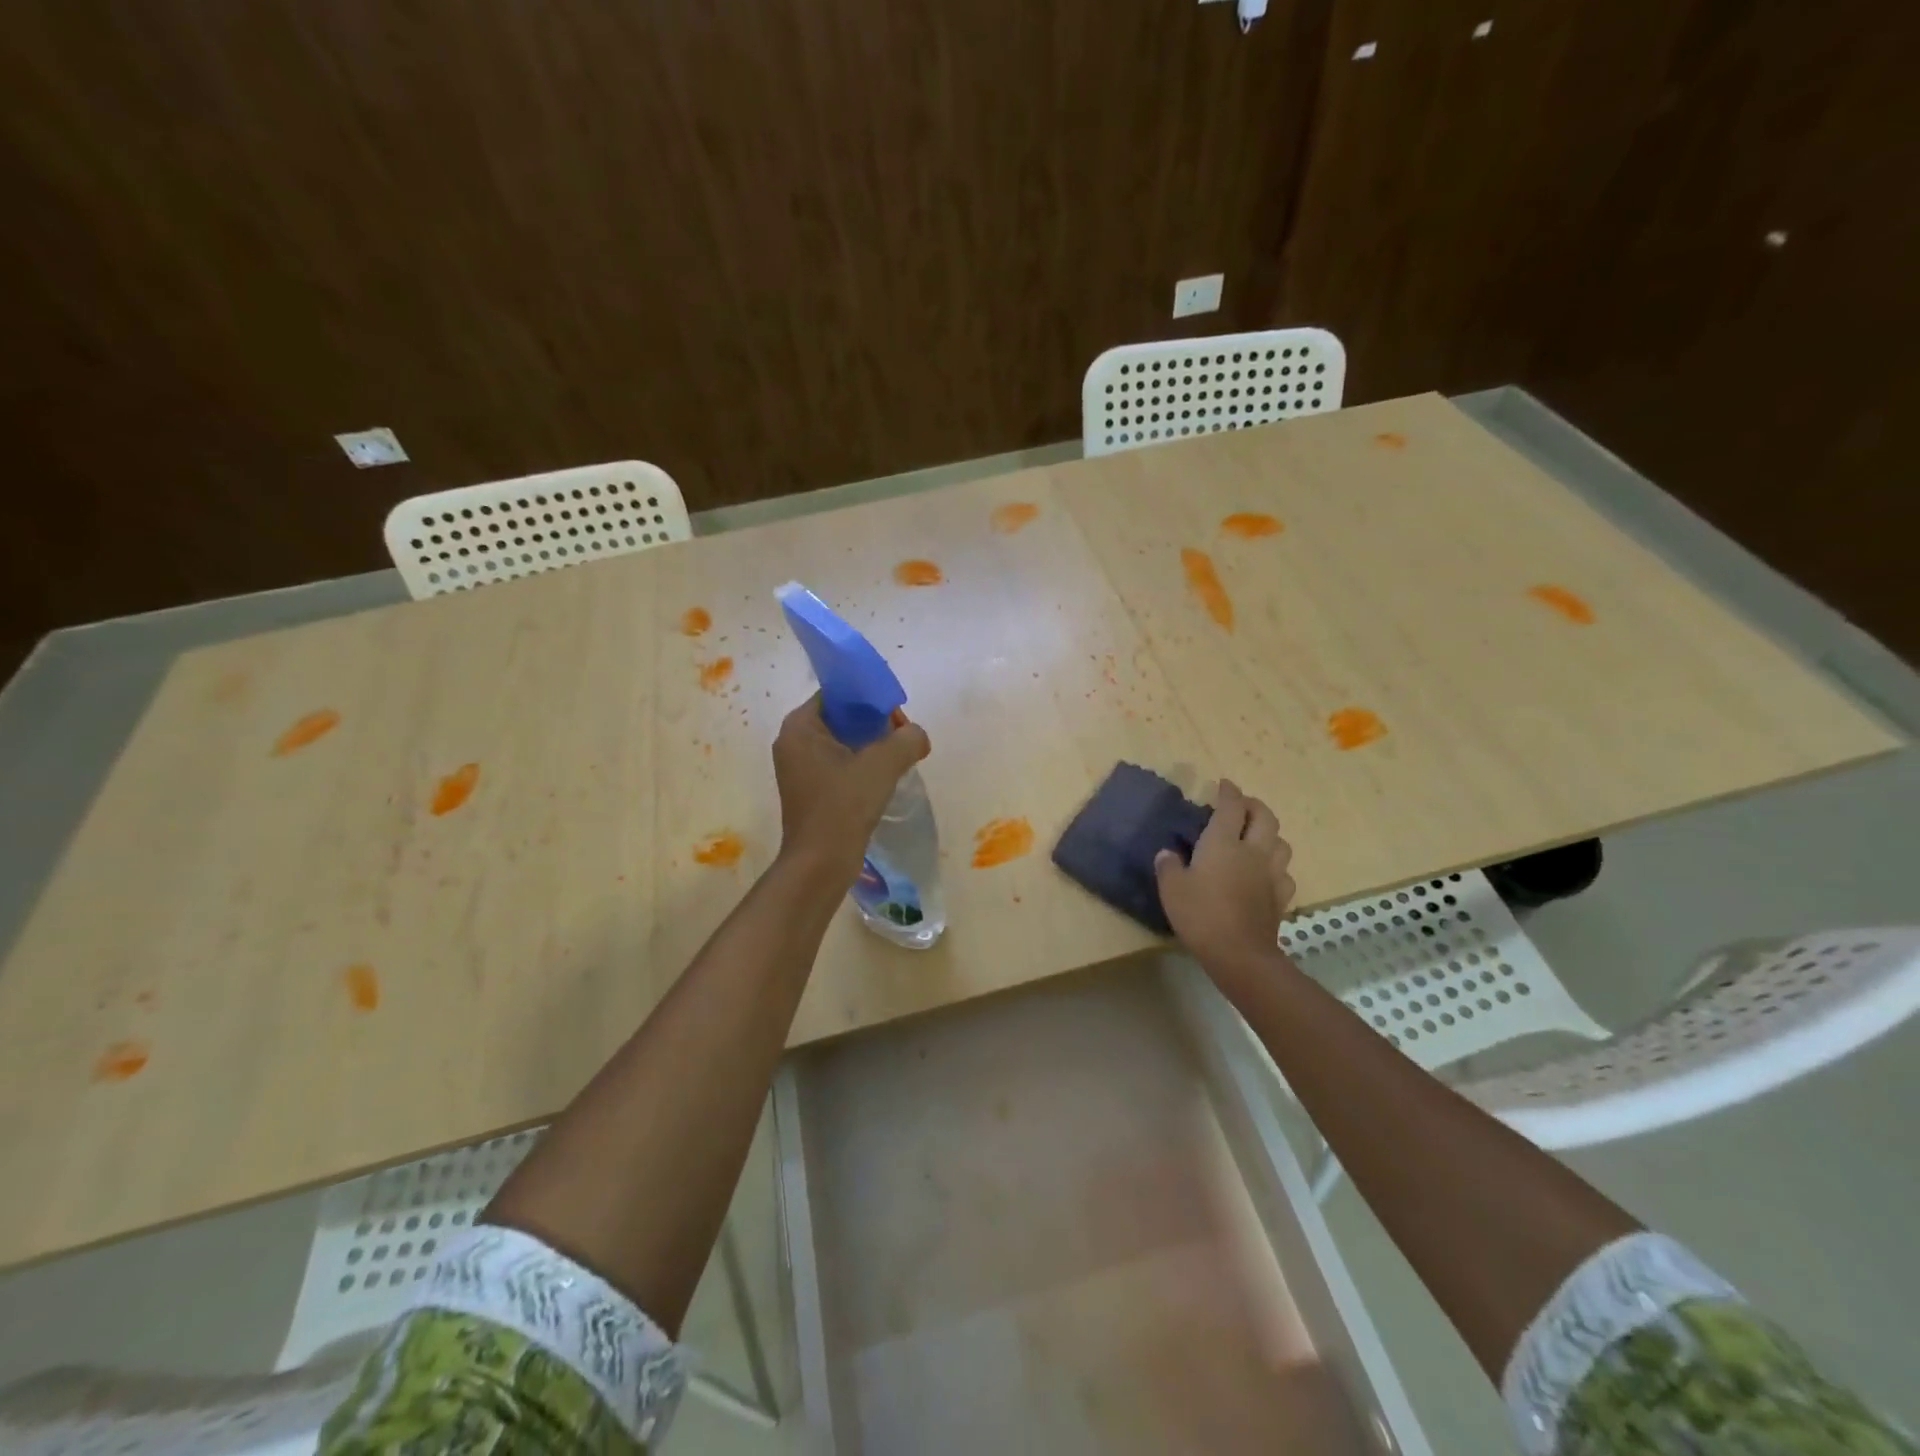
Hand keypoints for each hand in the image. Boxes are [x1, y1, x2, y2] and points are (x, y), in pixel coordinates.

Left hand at [773, 696, 930, 884]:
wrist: (821, 863)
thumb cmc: (844, 805)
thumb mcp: (882, 765)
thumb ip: (906, 739)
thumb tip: (917, 736)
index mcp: (799, 727)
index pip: (835, 695)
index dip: (868, 698)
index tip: (894, 713)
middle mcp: (792, 743)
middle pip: (839, 718)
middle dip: (872, 723)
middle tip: (901, 735)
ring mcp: (798, 769)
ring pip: (841, 743)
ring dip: (869, 747)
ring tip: (897, 757)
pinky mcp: (808, 791)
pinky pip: (838, 765)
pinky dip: (859, 766)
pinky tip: (882, 779)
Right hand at [1154, 779, 1295, 971]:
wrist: (1240, 954)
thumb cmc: (1201, 914)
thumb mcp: (1171, 889)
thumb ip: (1169, 866)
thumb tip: (1167, 854)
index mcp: (1223, 843)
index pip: (1231, 807)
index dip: (1228, 792)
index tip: (1223, 784)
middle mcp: (1252, 851)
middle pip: (1265, 817)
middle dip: (1254, 805)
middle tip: (1242, 805)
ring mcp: (1270, 875)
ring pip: (1281, 843)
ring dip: (1270, 834)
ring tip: (1257, 837)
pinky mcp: (1280, 898)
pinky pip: (1284, 873)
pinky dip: (1276, 866)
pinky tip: (1266, 873)